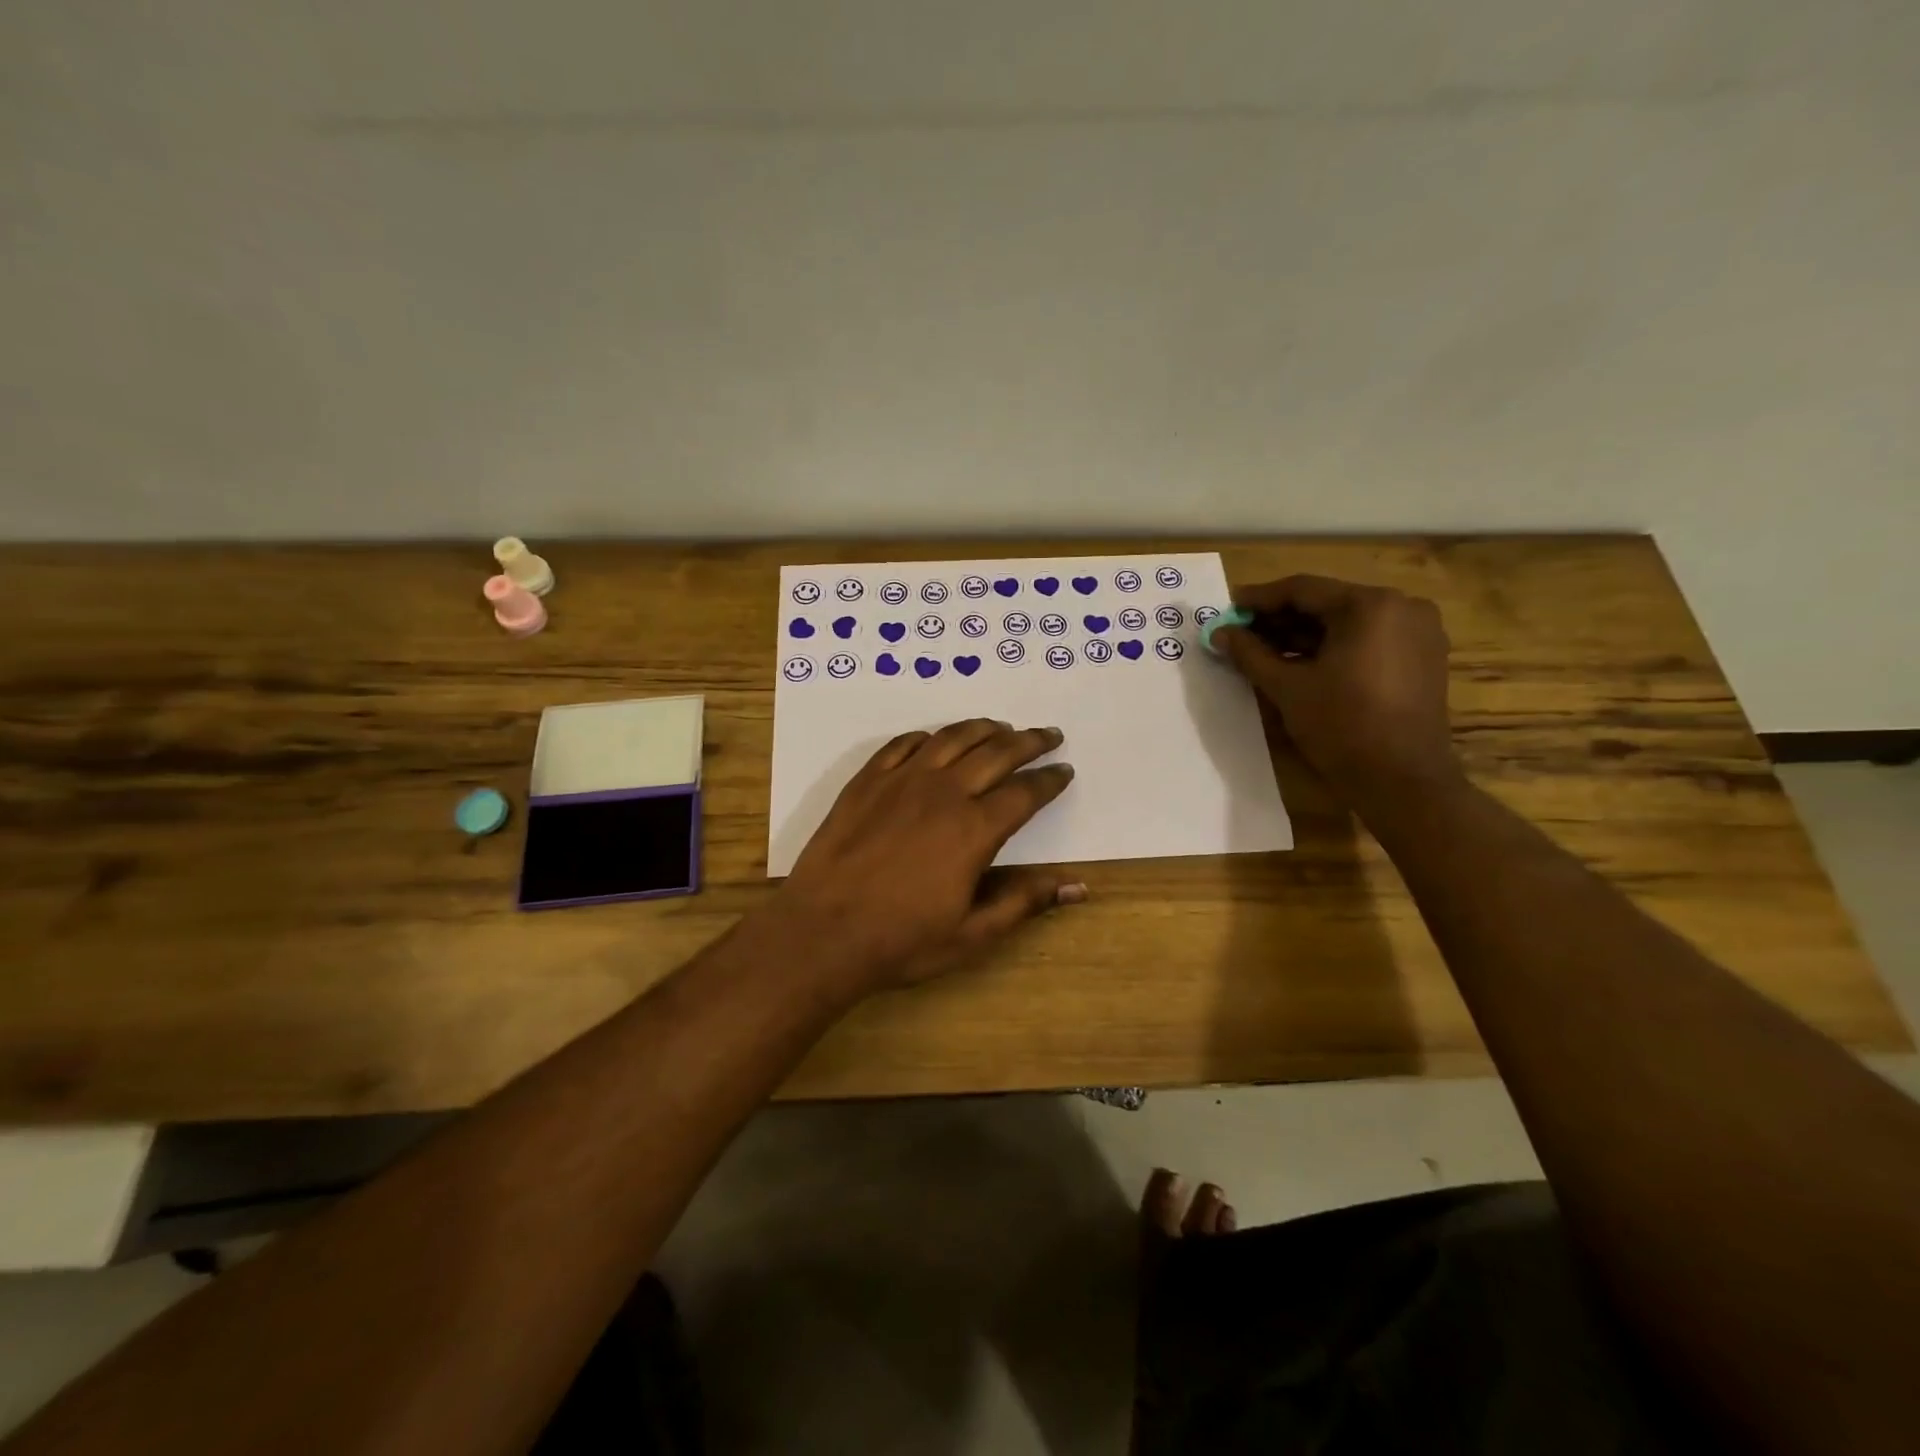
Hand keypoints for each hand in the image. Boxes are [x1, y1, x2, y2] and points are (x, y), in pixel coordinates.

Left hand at [770, 720, 1083, 997]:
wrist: (823, 932)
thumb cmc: (902, 940)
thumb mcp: (972, 933)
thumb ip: (1024, 901)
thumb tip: (1078, 885)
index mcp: (975, 829)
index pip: (1025, 793)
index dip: (1049, 780)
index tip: (1064, 771)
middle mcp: (943, 792)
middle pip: (995, 753)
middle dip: (1028, 742)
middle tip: (1047, 734)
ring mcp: (900, 781)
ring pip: (951, 738)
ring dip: (982, 728)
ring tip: (1000, 727)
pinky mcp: (866, 781)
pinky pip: (902, 744)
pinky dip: (926, 736)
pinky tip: (933, 738)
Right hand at [1215, 575, 1460, 811]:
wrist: (1403, 781)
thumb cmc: (1342, 726)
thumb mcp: (1287, 687)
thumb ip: (1250, 653)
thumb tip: (1219, 633)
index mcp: (1370, 605)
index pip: (1303, 590)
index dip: (1259, 599)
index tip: (1228, 608)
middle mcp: (1401, 607)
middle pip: (1327, 603)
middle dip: (1281, 619)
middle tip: (1241, 633)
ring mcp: (1418, 632)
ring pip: (1347, 623)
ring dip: (1304, 635)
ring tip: (1263, 651)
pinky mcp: (1422, 658)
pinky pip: (1367, 640)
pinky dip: (1332, 648)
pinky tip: (1300, 665)